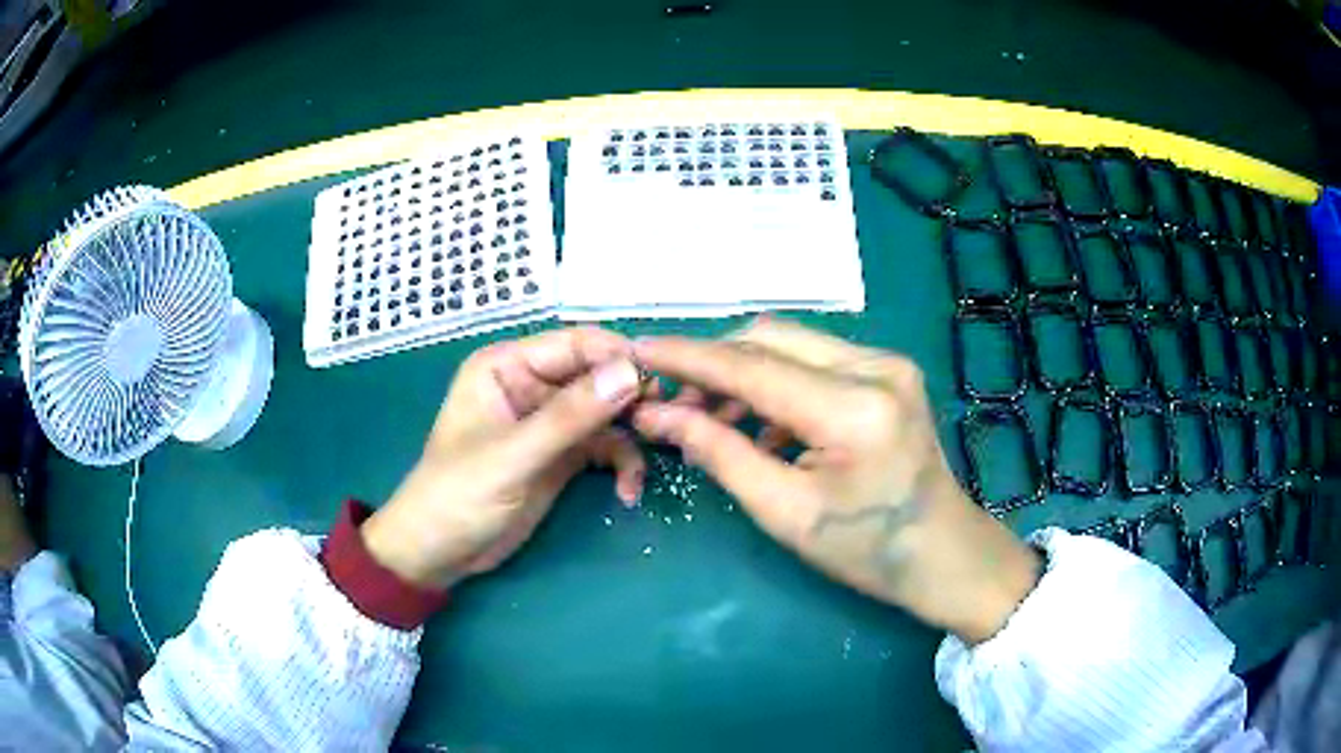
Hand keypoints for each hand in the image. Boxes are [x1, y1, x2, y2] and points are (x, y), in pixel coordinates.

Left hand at [362, 328, 645, 588]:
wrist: (440, 553)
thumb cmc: (458, 495)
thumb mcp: (513, 456)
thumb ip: (569, 416)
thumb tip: (630, 374)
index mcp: (507, 366)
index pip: (574, 345)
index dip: (617, 357)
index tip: (659, 381)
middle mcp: (531, 385)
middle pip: (596, 376)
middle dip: (630, 399)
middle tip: (662, 423)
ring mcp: (549, 422)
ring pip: (606, 413)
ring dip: (629, 438)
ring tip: (642, 469)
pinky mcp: (562, 455)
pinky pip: (603, 447)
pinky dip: (621, 465)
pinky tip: (627, 491)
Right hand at [632, 318, 1039, 643]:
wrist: (943, 552)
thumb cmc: (866, 549)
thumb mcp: (785, 511)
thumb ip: (720, 453)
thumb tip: (658, 415)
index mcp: (853, 409)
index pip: (752, 366)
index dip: (689, 357)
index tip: (638, 349)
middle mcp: (875, 367)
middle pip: (770, 338)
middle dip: (714, 362)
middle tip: (673, 400)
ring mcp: (887, 362)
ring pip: (791, 343)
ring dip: (743, 372)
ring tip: (709, 415)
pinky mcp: (888, 370)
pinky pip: (815, 360)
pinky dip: (776, 382)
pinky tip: (759, 423)